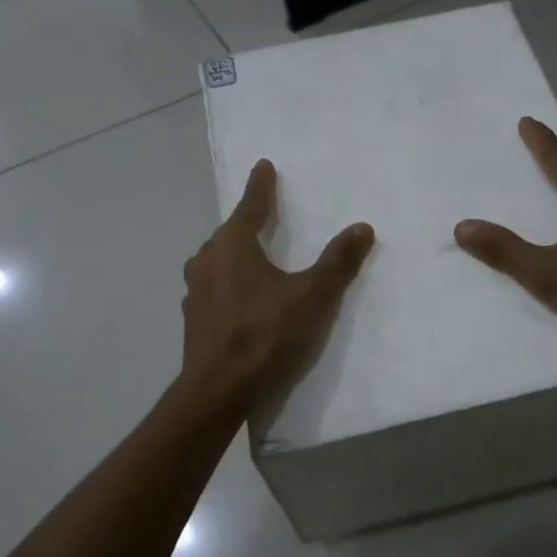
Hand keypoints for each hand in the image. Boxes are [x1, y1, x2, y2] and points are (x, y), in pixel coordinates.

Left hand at [182, 159, 374, 406]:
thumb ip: (338, 261)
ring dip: (235, 256)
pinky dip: (229, 285)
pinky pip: (214, 289)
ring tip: (253, 258)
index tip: (264, 166)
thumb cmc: (266, 334)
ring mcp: (195, 293)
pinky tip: (242, 300)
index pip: (250, 206)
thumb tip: (363, 227)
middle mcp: (207, 261)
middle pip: (229, 234)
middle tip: (263, 215)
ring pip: (217, 262)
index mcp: (232, 246)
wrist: (219, 391)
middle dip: (246, 223)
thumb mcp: (313, 296)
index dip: (261, 186)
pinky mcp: (194, 321)